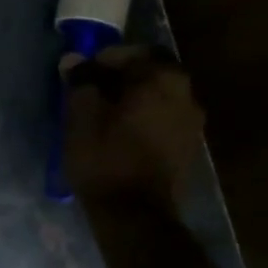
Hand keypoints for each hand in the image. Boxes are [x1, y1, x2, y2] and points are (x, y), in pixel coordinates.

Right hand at [61, 45, 203, 212]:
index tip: (82, 73)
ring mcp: (192, 123)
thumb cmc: (105, 158)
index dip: (104, 58)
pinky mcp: (188, 147)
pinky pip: (164, 118)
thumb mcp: (81, 116)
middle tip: (93, 90)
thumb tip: (75, 60)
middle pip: (151, 72)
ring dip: (134, 97)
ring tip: (105, 112)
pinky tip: (122, 132)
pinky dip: (144, 117)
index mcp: (162, 79)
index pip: (133, 52)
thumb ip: (81, 82)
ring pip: (159, 96)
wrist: (135, 215)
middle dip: (122, 76)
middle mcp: (186, 95)